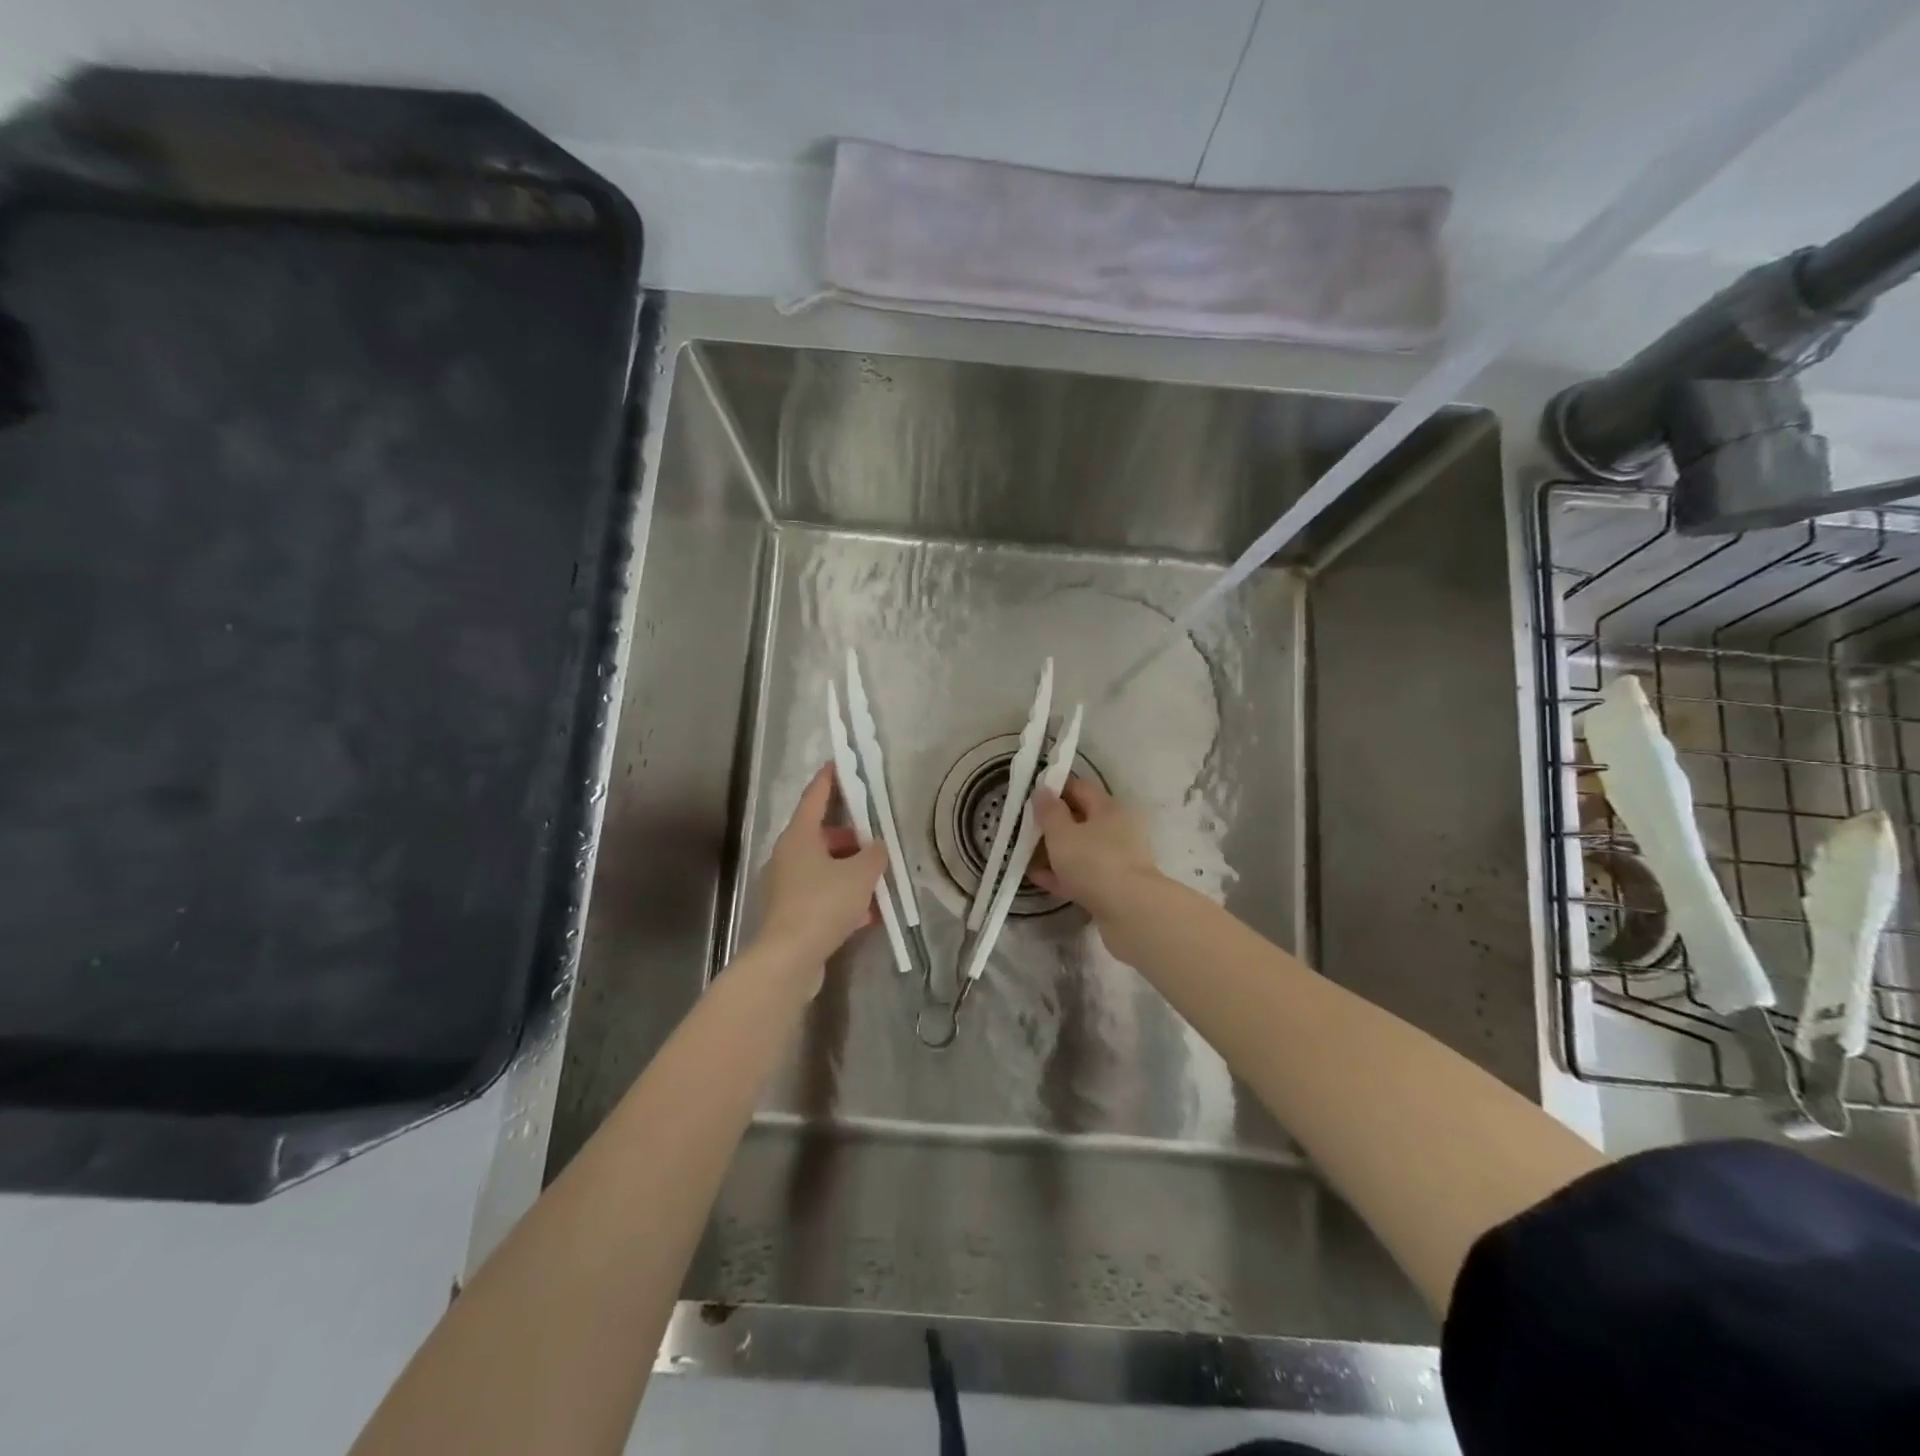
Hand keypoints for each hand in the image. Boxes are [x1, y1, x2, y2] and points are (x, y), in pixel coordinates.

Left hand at [754, 764, 888, 974]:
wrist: (789, 958)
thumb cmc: (823, 904)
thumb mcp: (860, 874)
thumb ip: (875, 854)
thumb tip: (877, 846)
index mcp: (799, 836)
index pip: (815, 797)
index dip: (829, 780)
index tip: (840, 764)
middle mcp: (788, 855)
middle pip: (822, 835)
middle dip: (852, 837)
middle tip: (878, 839)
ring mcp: (786, 885)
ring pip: (824, 868)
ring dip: (850, 871)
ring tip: (880, 880)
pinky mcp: (790, 912)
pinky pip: (822, 895)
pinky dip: (843, 897)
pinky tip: (869, 914)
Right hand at [1030, 776, 1161, 915]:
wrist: (1130, 912)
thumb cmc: (1093, 862)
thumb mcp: (1062, 833)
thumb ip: (1049, 811)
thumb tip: (1043, 789)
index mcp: (1109, 808)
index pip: (1081, 788)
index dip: (1056, 789)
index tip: (1032, 797)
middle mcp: (1118, 829)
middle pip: (1082, 819)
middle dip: (1054, 823)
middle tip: (1026, 828)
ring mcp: (1118, 860)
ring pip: (1082, 849)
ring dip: (1056, 851)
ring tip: (1027, 854)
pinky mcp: (1114, 887)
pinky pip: (1083, 874)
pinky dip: (1062, 874)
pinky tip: (1038, 877)